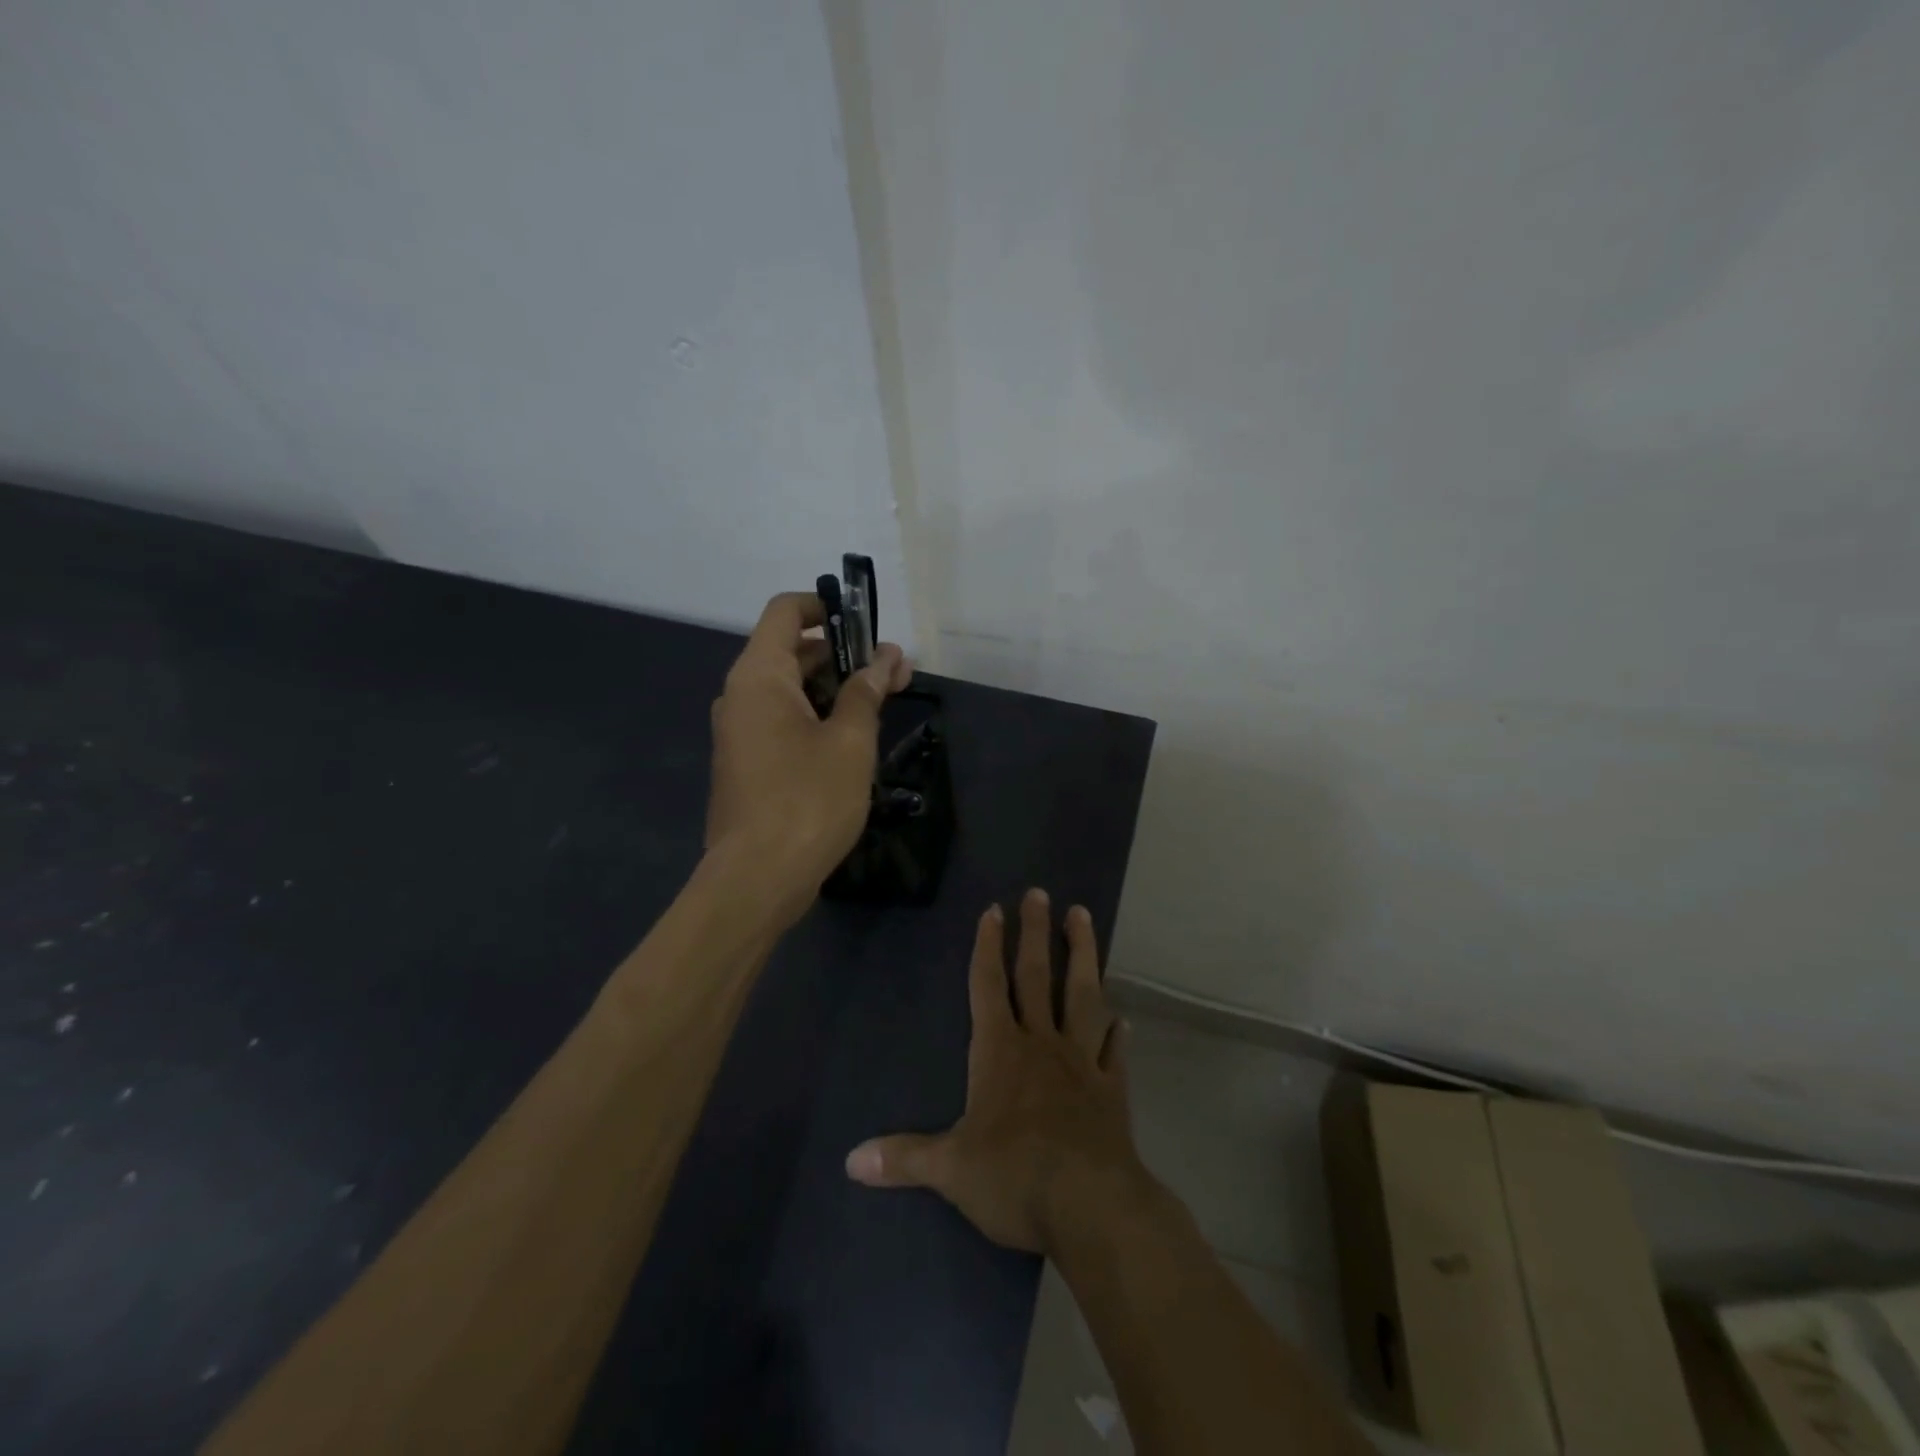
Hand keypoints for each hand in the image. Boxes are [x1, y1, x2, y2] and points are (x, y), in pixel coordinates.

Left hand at [706, 591, 910, 924]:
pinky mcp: (746, 764)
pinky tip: (852, 740)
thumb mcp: (850, 741)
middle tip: (894, 673)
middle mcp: (740, 696)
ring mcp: (740, 732)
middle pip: (790, 651)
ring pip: (789, 691)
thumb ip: (867, 691)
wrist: (757, 879)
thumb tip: (888, 657)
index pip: (785, 611)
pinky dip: (816, 717)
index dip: (825, 606)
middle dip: (843, 655)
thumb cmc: (808, 800)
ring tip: (882, 706)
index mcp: (759, 677)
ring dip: (834, 689)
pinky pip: (782, 721)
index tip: (867, 625)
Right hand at [845, 888, 1158, 1254]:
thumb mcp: (950, 1170)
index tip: (994, 910)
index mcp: (1000, 1051)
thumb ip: (903, 1159)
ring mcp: (1081, 1063)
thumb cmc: (1014, 1177)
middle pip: (1036, 976)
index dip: (988, 947)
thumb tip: (850, 1161)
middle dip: (1035, 933)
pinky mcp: (1112, 1091)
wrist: (1091, 1206)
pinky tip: (1124, 1020)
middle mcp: (1042, 1044)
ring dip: (1083, 955)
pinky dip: (1118, 1035)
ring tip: (1082, 917)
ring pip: (1083, 996)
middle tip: (1040, 892)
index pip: (988, 986)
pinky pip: (1114, 1053)